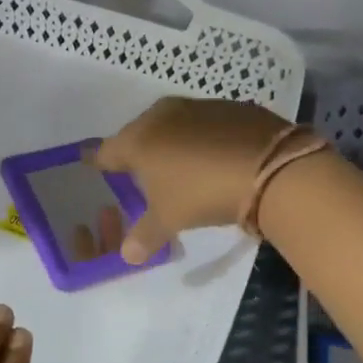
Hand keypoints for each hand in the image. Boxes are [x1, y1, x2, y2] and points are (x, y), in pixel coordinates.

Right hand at [90, 97, 294, 262]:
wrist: (270, 168)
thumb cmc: (203, 192)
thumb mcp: (170, 218)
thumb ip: (145, 235)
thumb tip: (127, 255)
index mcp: (138, 138)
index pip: (108, 150)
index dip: (99, 160)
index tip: (91, 162)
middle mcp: (163, 114)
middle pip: (140, 132)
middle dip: (137, 149)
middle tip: (139, 169)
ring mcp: (199, 106)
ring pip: (173, 124)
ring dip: (172, 141)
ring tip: (178, 164)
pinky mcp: (232, 107)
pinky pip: (206, 123)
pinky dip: (203, 138)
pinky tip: (212, 156)